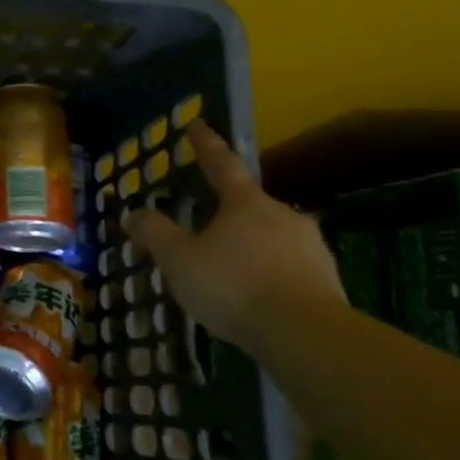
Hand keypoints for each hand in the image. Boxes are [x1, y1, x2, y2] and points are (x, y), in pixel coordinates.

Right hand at [123, 121, 344, 351]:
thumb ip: (155, 233)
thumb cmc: (233, 286)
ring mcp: (310, 247)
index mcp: (245, 203)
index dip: (206, 144)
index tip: (198, 125)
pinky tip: (255, 294)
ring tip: (229, 268)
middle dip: (228, 210)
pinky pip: (288, 266)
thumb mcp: (179, 260)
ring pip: (271, 236)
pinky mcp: (326, 280)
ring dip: (249, 245)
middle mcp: (282, 215)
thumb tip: (133, 214)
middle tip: (206, 224)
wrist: (305, 334)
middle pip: (249, 204)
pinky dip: (268, 272)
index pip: (221, 164)